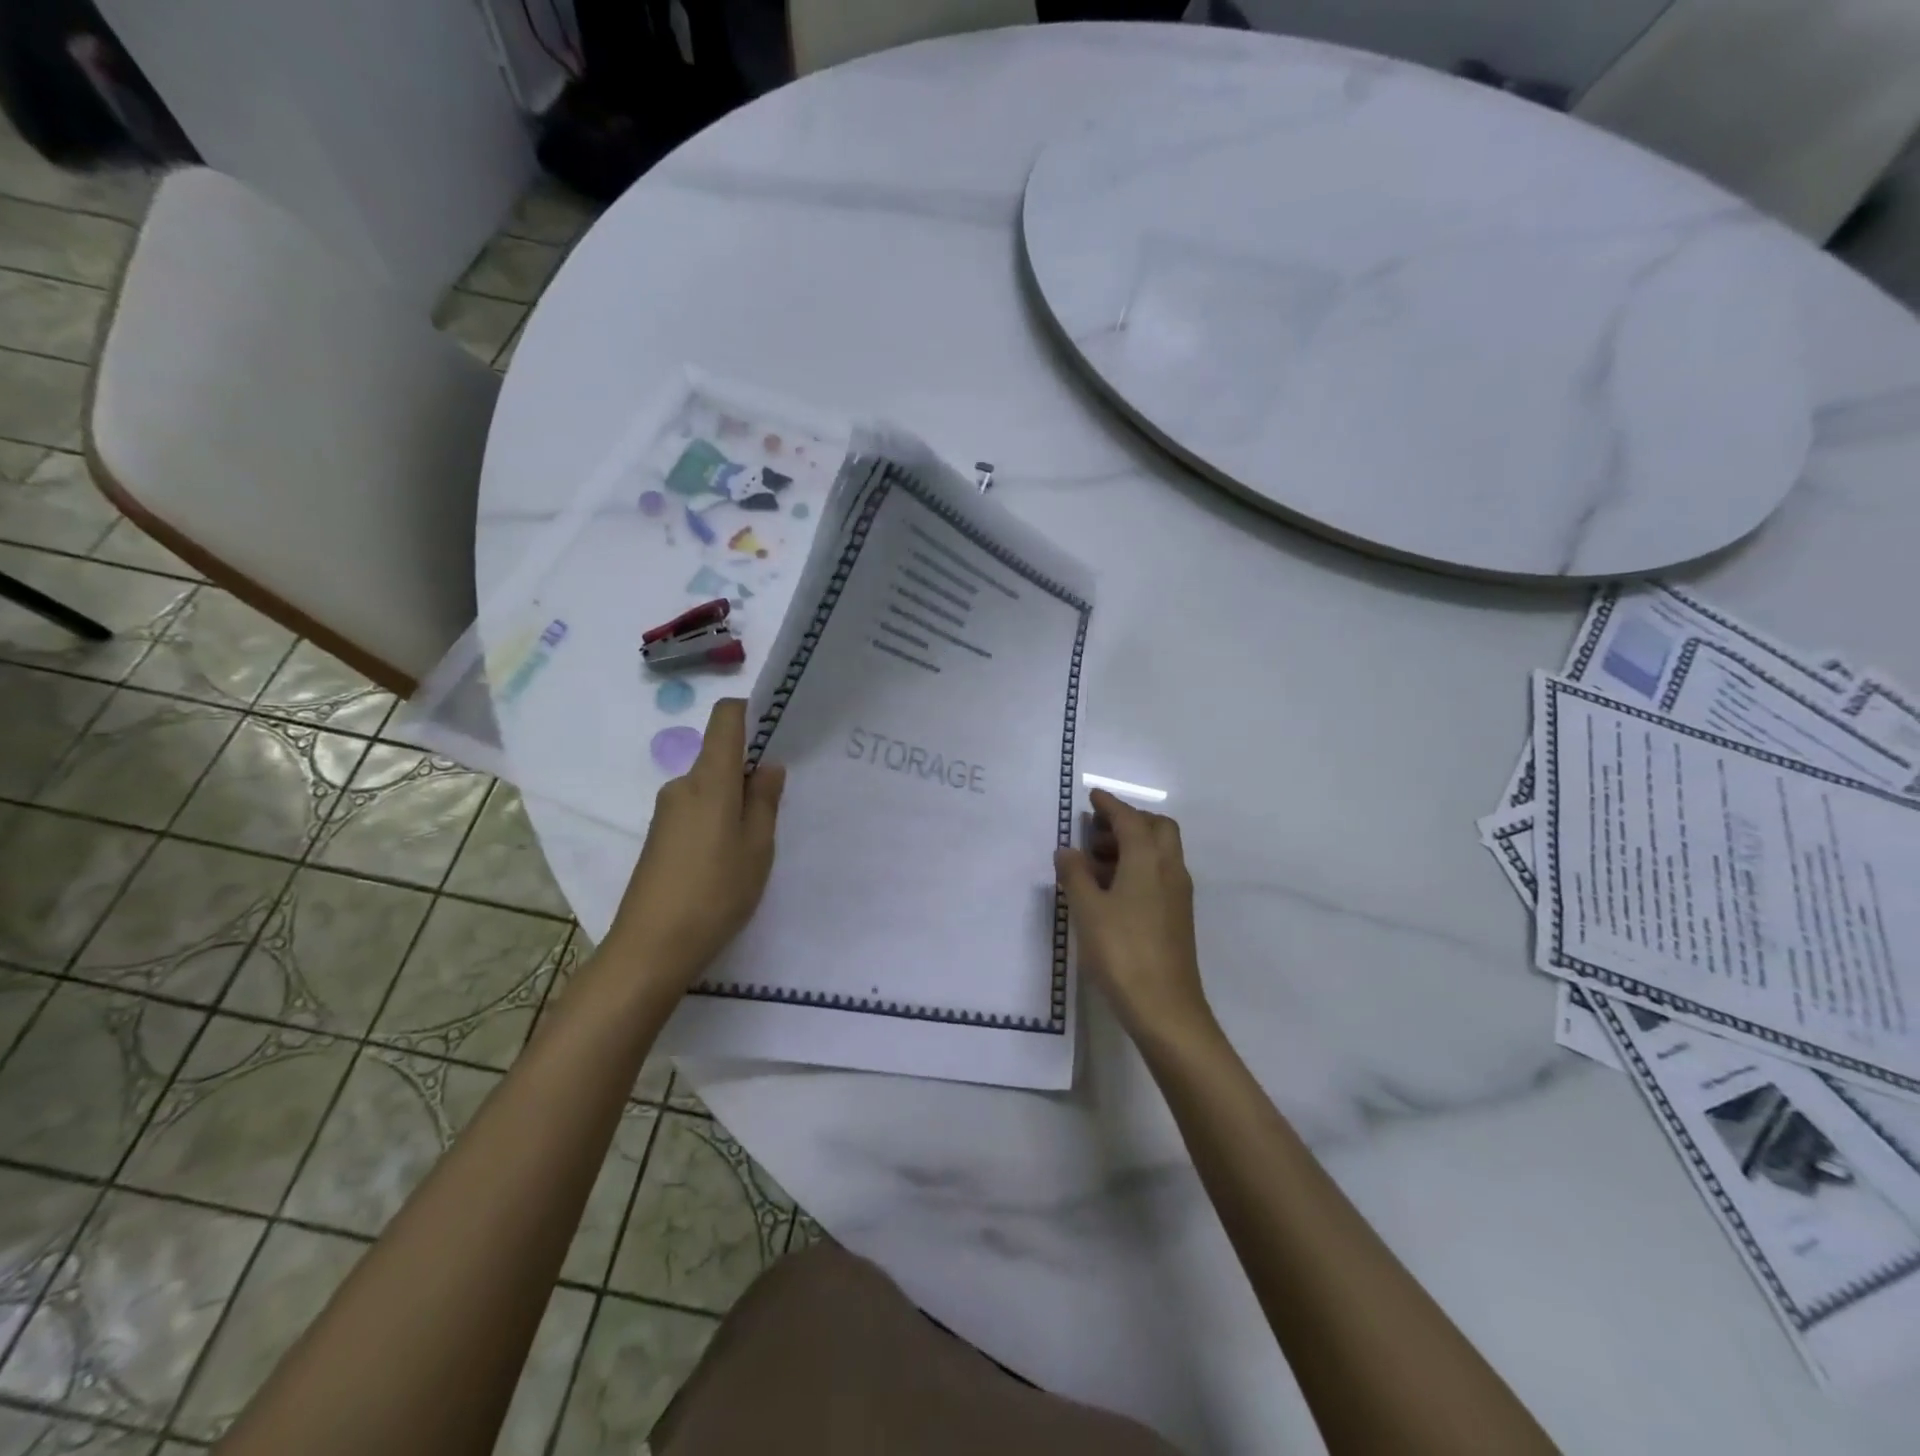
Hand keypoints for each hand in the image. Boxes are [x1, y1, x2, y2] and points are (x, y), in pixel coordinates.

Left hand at [606, 698, 784, 986]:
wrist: (650, 947)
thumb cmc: (715, 892)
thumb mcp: (757, 848)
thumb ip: (765, 801)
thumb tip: (768, 766)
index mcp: (709, 780)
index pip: (725, 718)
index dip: (751, 712)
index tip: (776, 731)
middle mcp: (682, 785)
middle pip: (720, 756)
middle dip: (750, 772)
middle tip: (778, 809)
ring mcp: (666, 811)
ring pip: (710, 788)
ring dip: (735, 802)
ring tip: (754, 844)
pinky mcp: (659, 836)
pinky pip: (696, 810)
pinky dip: (717, 820)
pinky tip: (728, 860)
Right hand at [1055, 789, 1211, 1044]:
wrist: (1166, 1009)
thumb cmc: (1122, 952)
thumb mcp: (1087, 911)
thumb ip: (1075, 875)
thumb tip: (1067, 850)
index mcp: (1149, 861)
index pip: (1130, 820)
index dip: (1110, 805)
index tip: (1092, 796)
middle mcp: (1170, 870)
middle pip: (1157, 828)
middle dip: (1128, 821)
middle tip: (1096, 830)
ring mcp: (1178, 894)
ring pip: (1160, 852)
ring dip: (1132, 844)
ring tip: (1095, 860)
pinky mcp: (1177, 916)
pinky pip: (1159, 874)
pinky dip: (1138, 866)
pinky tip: (1111, 889)